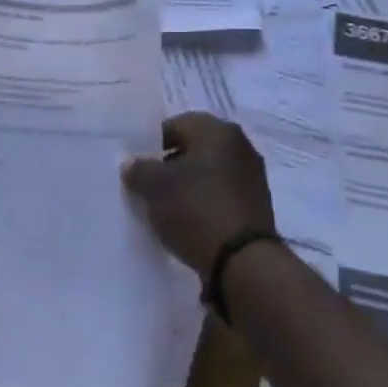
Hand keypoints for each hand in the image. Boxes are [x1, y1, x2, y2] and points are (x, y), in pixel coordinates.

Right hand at [122, 112, 276, 277]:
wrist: (243, 261)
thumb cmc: (196, 209)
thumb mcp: (155, 187)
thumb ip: (139, 169)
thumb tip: (132, 164)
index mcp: (218, 131)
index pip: (176, 125)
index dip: (152, 144)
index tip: (137, 166)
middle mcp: (240, 146)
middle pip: (194, 148)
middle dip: (169, 165)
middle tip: (147, 186)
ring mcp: (252, 176)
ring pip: (207, 172)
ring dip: (186, 185)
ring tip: (164, 207)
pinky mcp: (255, 205)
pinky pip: (220, 194)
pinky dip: (203, 202)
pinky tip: (187, 221)